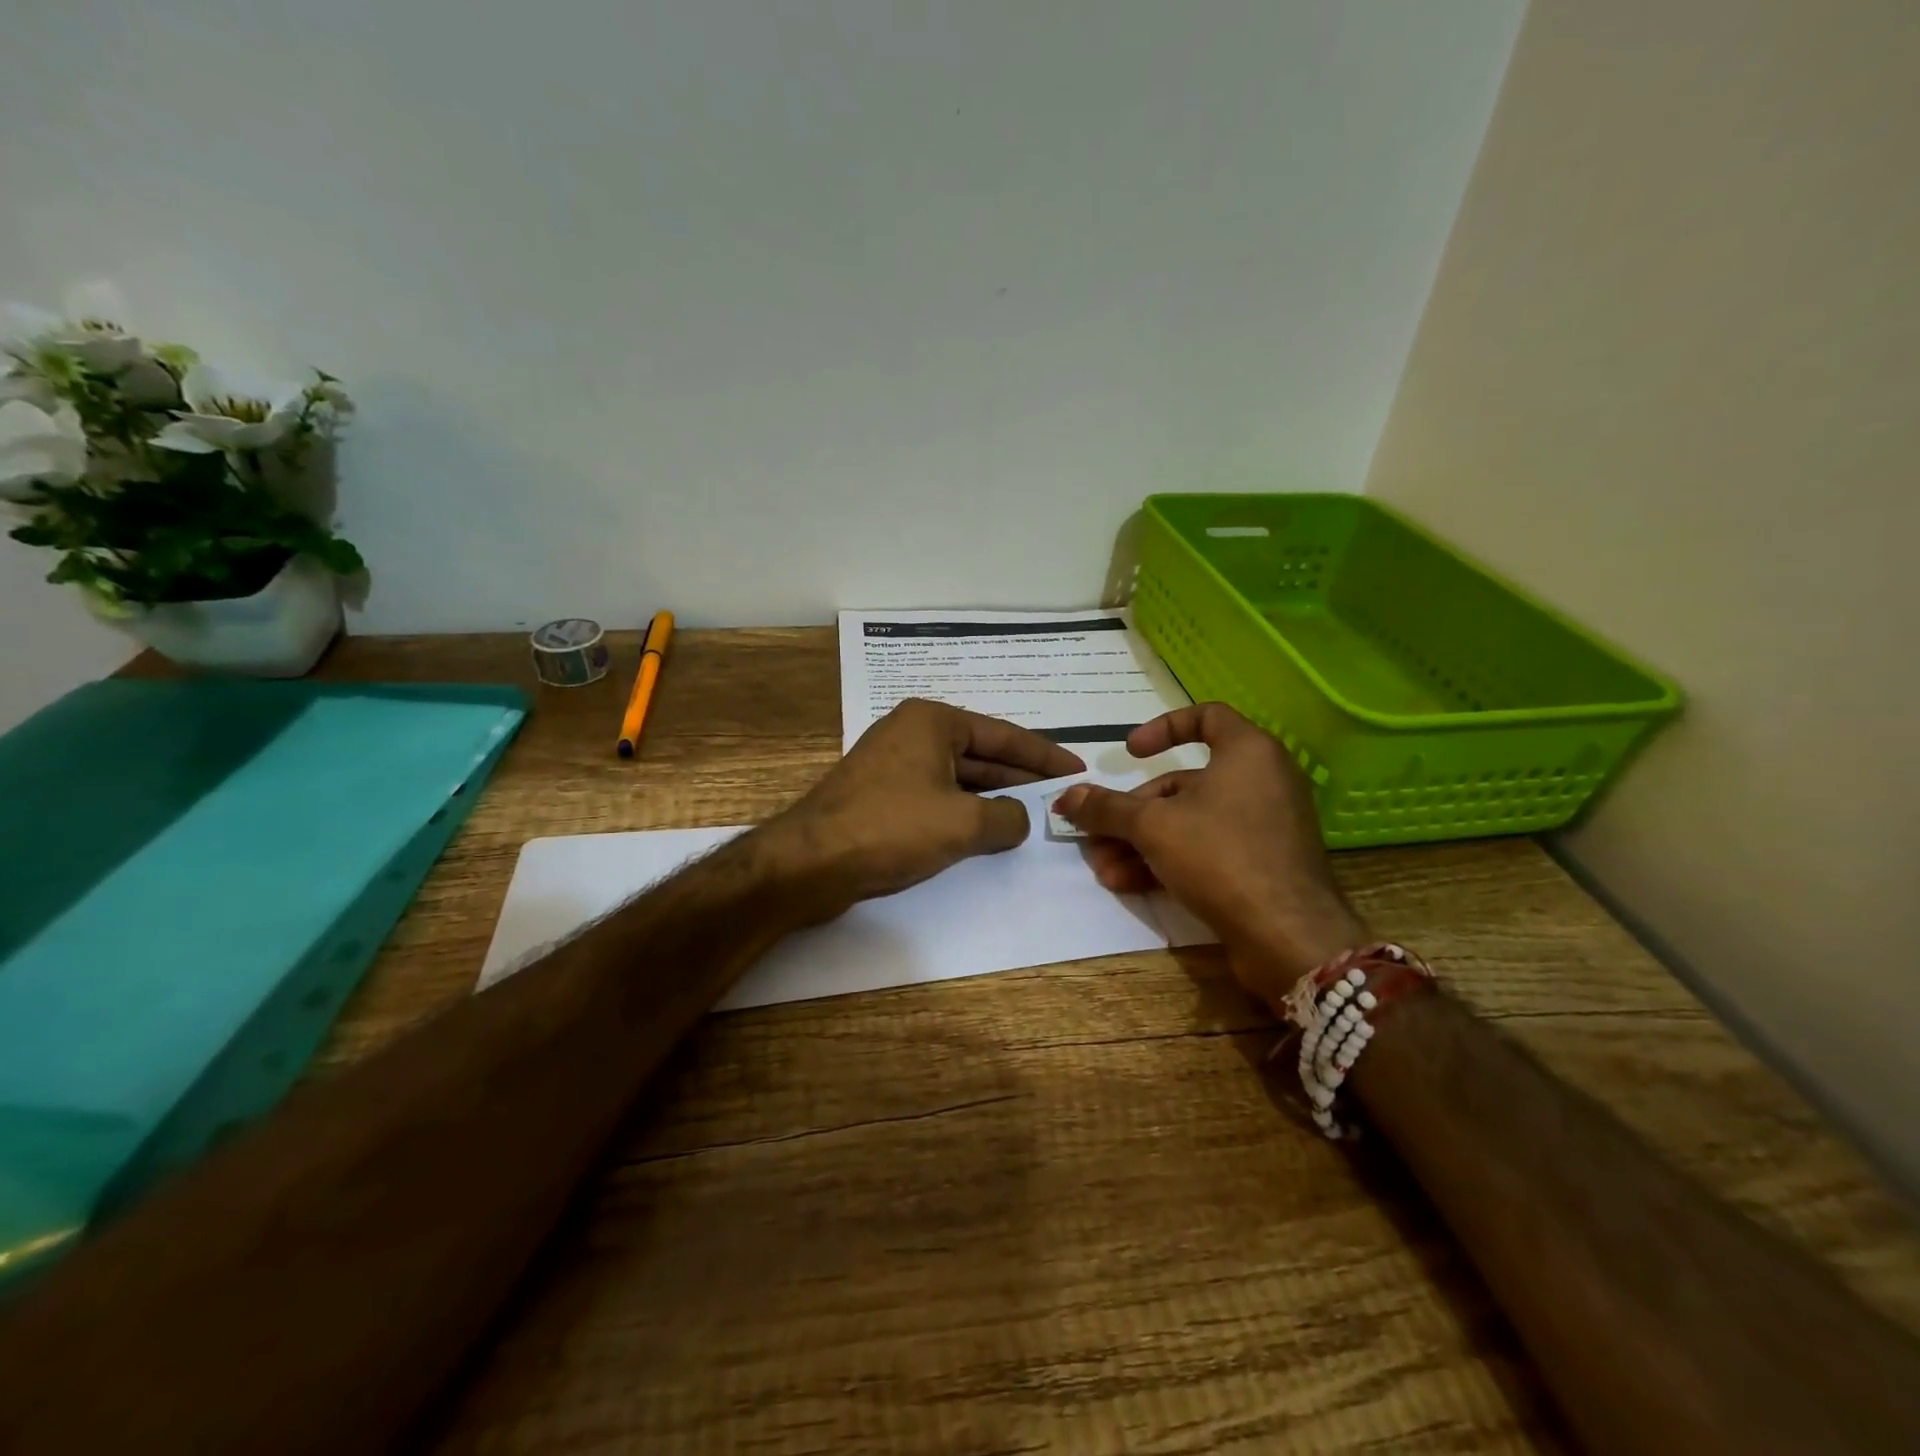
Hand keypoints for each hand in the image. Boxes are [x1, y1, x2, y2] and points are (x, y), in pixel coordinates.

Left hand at [760, 698, 1083, 922]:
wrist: (808, 863)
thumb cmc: (891, 828)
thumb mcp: (963, 823)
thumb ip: (1006, 818)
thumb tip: (1021, 818)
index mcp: (932, 721)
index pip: (1003, 735)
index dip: (1044, 755)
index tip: (1076, 769)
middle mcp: (912, 733)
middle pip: (981, 754)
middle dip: (1020, 778)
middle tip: (1061, 796)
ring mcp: (893, 765)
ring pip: (958, 778)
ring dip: (993, 799)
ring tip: (1033, 817)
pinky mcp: (881, 796)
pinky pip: (936, 798)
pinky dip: (964, 813)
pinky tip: (987, 833)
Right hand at [1054, 703, 1366, 1011]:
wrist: (1288, 936)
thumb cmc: (1221, 856)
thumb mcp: (1153, 826)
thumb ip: (1107, 808)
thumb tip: (1066, 797)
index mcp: (1248, 752)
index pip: (1206, 716)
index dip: (1162, 728)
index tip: (1129, 753)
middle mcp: (1262, 781)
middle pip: (1184, 783)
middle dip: (1133, 812)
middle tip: (1097, 833)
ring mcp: (1265, 826)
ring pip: (1190, 822)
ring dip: (1141, 843)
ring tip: (1104, 869)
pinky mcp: (1263, 865)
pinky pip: (1208, 849)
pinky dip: (1169, 860)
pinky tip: (1128, 884)